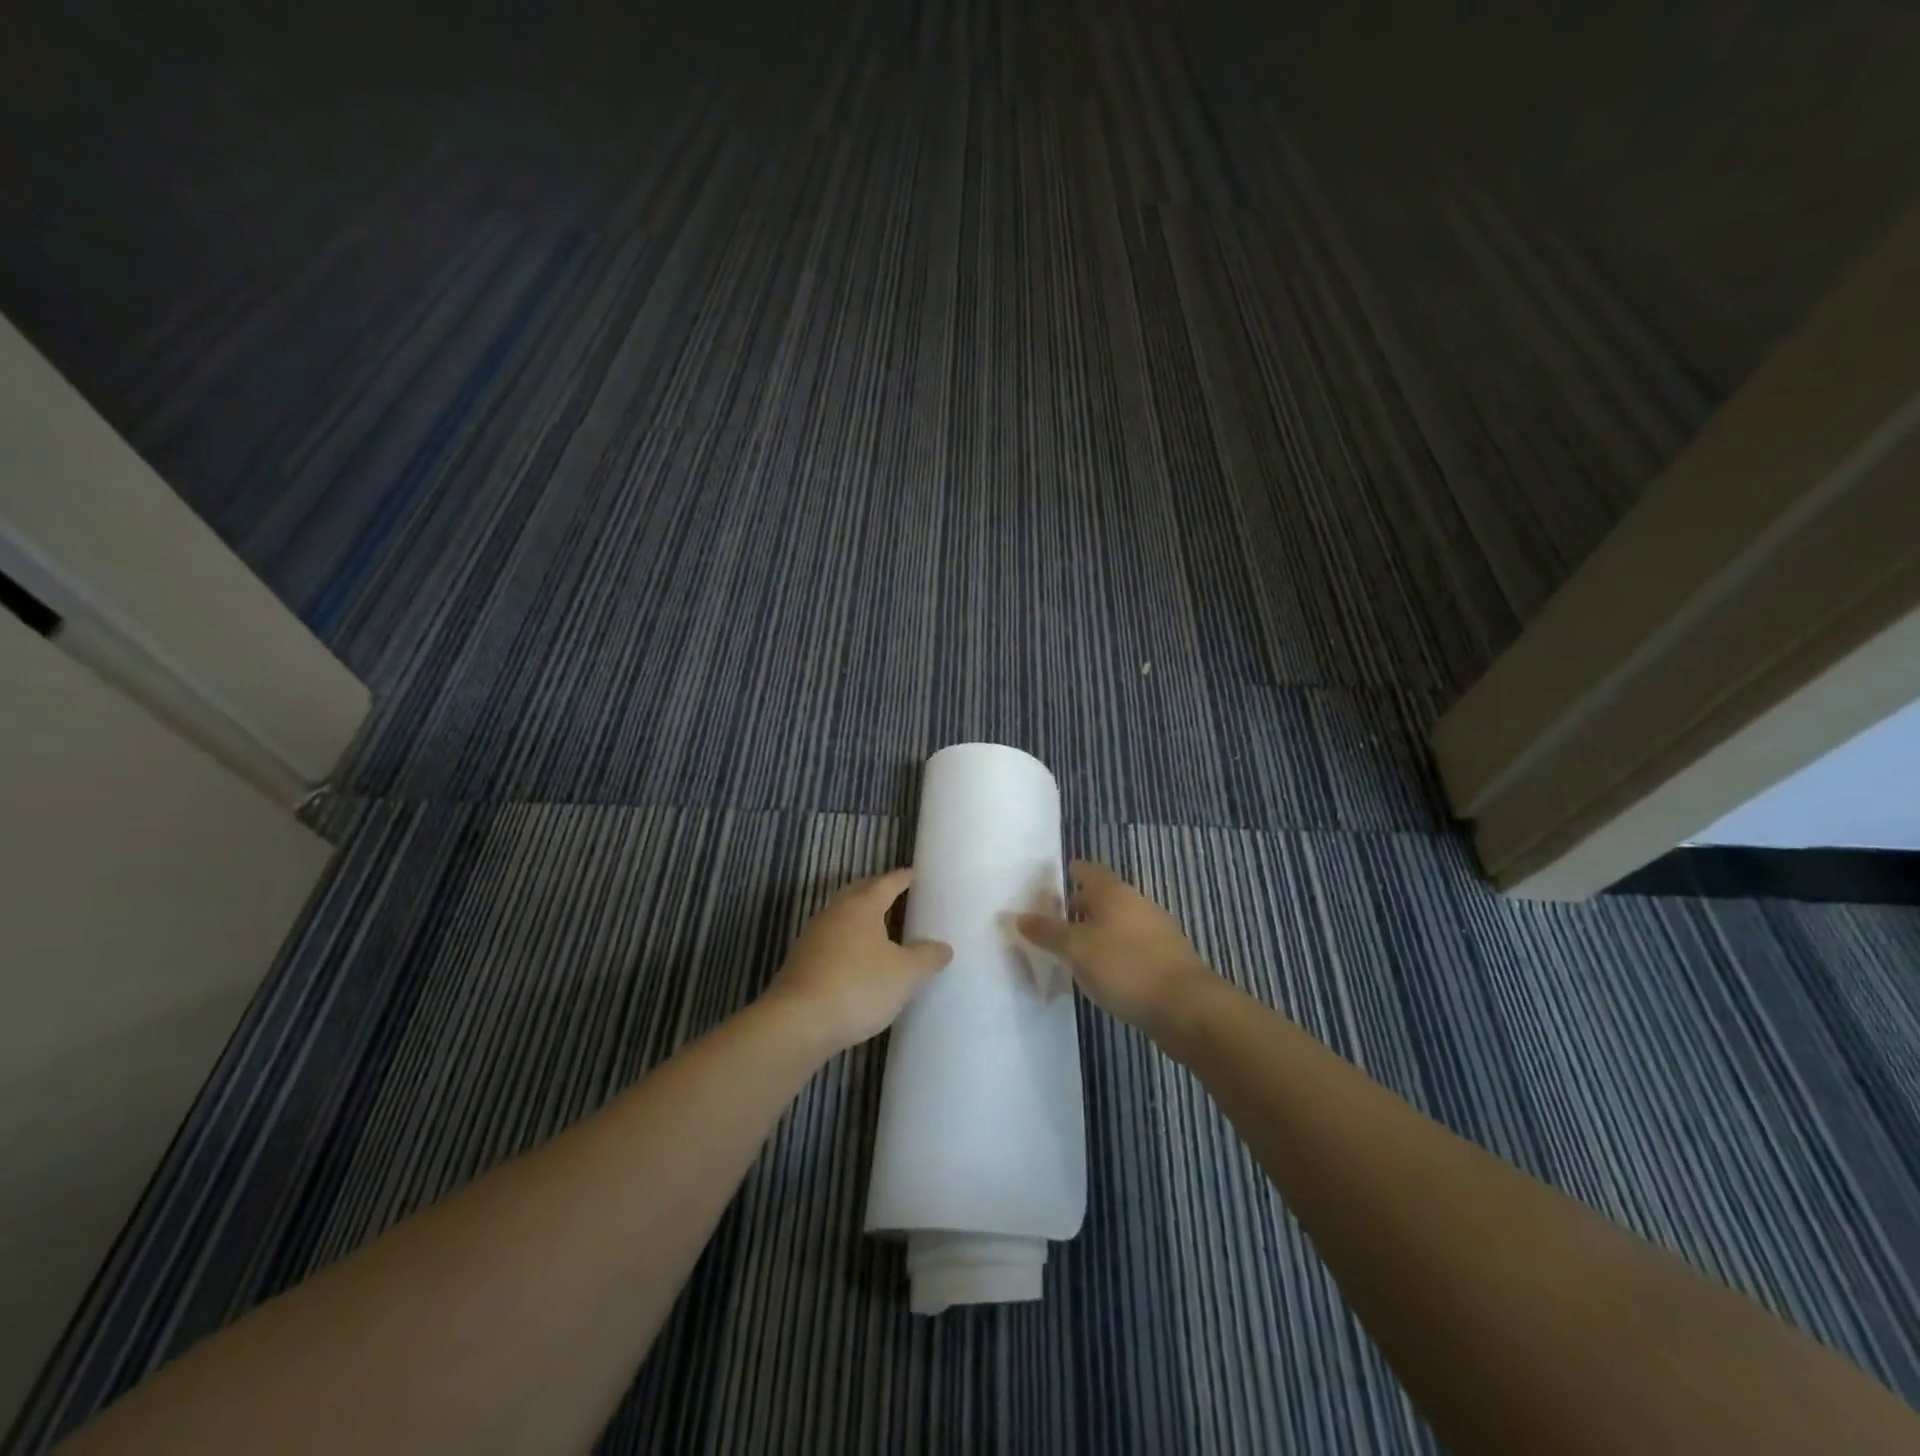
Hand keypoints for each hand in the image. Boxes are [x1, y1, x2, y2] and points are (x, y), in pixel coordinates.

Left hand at [763, 868, 951, 1055]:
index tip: (914, 874)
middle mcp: (835, 913)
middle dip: (877, 890)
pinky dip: (847, 941)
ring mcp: (813, 937)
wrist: (798, 1022)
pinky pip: (831, 940)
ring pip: (841, 916)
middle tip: (897, 894)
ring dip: (860, 916)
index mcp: (862, 906)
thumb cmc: (858, 987)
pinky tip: (855, 959)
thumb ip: (926, 958)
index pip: (886, 883)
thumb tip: (944, 947)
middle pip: (859, 893)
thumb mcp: (905, 975)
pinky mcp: (801, 962)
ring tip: (879, 927)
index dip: (903, 878)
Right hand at [1016, 860, 1217, 1037]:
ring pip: (1117, 922)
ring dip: (1096, 933)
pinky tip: (1103, 975)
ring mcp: (1155, 929)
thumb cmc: (1124, 967)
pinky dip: (1113, 953)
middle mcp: (1136, 902)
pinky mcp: (1166, 957)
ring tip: (1073, 954)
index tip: (1047, 888)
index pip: (1086, 870)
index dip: (1068, 875)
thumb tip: (1019, 916)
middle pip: (1102, 896)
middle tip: (1052, 925)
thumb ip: (1047, 932)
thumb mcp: (1075, 950)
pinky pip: (1131, 945)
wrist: (1187, 1007)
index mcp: (1113, 892)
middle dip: (1078, 907)